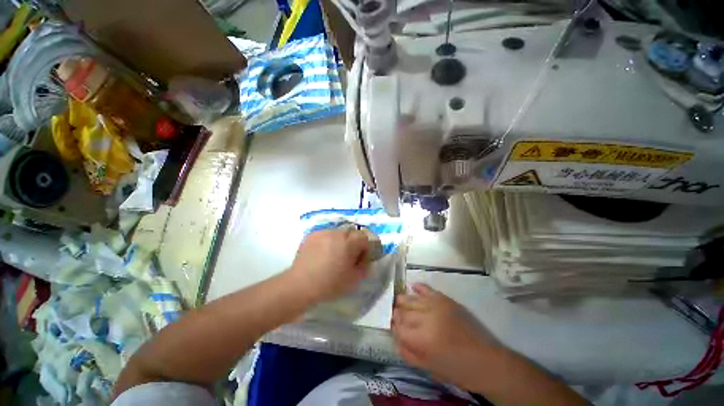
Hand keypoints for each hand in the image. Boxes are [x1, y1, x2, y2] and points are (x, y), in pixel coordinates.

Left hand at [288, 229, 370, 302]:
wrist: (300, 285)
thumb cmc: (330, 283)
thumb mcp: (354, 279)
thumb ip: (364, 265)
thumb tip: (364, 258)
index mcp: (349, 242)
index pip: (364, 237)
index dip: (364, 248)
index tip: (359, 260)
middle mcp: (336, 233)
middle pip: (351, 233)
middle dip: (353, 243)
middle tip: (347, 257)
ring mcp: (323, 232)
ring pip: (338, 233)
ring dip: (340, 241)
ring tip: (333, 255)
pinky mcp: (312, 235)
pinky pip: (325, 234)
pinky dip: (328, 241)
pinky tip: (322, 253)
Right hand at [392, 283, 495, 390]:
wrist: (486, 361)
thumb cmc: (457, 370)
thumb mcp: (429, 368)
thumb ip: (408, 353)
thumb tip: (395, 338)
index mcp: (422, 340)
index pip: (398, 328)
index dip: (393, 329)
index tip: (394, 330)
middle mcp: (426, 318)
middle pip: (403, 311)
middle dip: (397, 315)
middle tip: (397, 319)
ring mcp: (436, 305)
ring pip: (411, 298)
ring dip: (403, 301)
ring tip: (400, 305)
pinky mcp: (445, 299)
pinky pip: (427, 288)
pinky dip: (418, 288)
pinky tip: (412, 287)